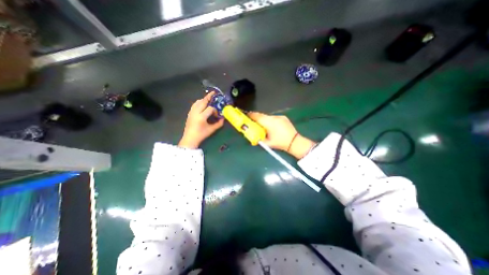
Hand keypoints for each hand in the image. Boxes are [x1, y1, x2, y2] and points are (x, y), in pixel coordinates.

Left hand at [179, 92, 223, 147]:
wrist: (190, 138)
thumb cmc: (201, 135)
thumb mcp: (211, 130)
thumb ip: (218, 124)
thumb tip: (223, 119)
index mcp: (201, 117)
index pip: (210, 109)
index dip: (215, 111)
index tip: (217, 115)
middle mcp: (196, 112)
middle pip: (203, 101)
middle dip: (209, 97)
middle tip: (214, 93)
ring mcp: (191, 112)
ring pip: (197, 102)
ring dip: (203, 99)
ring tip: (209, 99)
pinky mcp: (189, 113)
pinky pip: (194, 105)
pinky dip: (199, 102)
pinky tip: (202, 105)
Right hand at [249, 112, 316, 158]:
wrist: (295, 142)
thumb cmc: (281, 143)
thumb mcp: (268, 143)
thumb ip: (259, 139)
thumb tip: (252, 135)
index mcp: (270, 123)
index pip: (257, 117)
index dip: (250, 115)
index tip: (246, 116)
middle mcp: (274, 118)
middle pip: (262, 115)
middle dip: (256, 117)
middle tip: (252, 121)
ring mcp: (280, 117)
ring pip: (267, 116)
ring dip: (263, 119)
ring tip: (262, 125)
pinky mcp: (283, 117)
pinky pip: (273, 117)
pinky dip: (269, 120)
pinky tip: (271, 126)